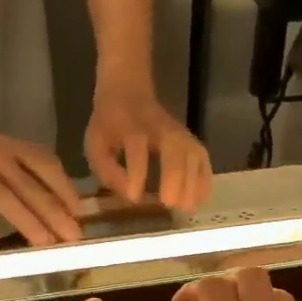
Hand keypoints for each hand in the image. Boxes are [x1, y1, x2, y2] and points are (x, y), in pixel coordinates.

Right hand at [0, 121, 83, 250]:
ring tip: (43, 243)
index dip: (65, 189)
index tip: (81, 214)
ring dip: (26, 221)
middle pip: (30, 186)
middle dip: (54, 213)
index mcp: (14, 147)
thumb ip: (30, 171)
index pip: (46, 165)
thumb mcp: (7, 149)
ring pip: (4, 197)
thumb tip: (64, 207)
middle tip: (72, 237)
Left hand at [86, 89, 212, 210]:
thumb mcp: (96, 144)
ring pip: (192, 152)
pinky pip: (202, 157)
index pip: (137, 145)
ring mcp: (178, 131)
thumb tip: (129, 196)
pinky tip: (201, 199)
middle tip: (169, 203)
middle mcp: (159, 126)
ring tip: (186, 207)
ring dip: (192, 181)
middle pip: (173, 147)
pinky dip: (205, 178)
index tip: (135, 197)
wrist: (127, 92)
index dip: (137, 171)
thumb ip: (107, 171)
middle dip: (174, 176)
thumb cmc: (109, 125)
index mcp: (130, 125)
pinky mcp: (190, 138)